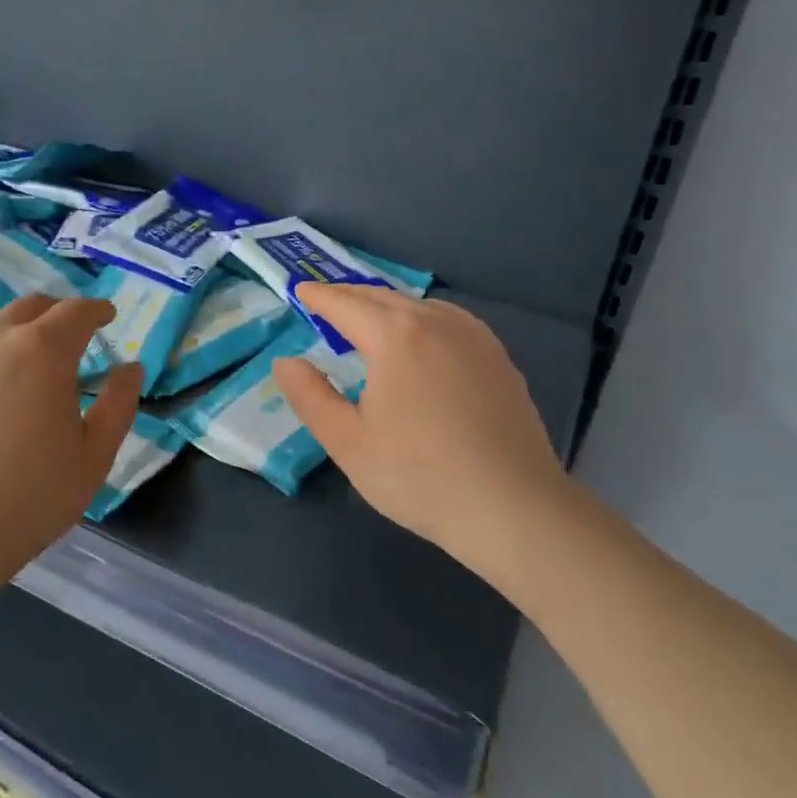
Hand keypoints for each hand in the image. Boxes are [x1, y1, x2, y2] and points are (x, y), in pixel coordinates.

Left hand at [0, 296, 143, 584]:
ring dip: (14, 326)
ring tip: (21, 351)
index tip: (107, 316)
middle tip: (70, 336)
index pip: (76, 312)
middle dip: (57, 314)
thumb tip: (131, 367)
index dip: (96, 310)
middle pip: (31, 307)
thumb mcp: (94, 456)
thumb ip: (119, 404)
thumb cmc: (29, 499)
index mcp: (45, 352)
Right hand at [273, 283, 570, 570]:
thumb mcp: (348, 442)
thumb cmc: (418, 476)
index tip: (300, 291)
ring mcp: (475, 337)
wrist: (512, 506)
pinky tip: (424, 339)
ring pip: (420, 306)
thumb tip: (285, 362)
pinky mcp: (499, 358)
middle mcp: (436, 322)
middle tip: (327, 300)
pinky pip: (451, 321)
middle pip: (384, 297)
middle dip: (351, 296)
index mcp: (395, 336)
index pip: (346, 305)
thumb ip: (310, 396)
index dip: (319, 297)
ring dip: (388, 305)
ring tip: (370, 317)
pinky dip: (423, 318)